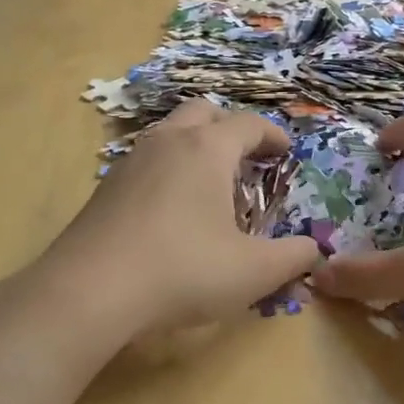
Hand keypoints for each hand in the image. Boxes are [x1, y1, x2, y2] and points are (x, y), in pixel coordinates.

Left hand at [37, 100, 320, 336]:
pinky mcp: (105, 188)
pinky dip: (168, 170)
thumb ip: (294, 257)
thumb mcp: (254, 272)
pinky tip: (171, 211)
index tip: (286, 153)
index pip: (248, 124)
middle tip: (246, 160)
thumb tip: (314, 251)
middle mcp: (168, 142)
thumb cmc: (183, 270)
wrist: (88, 292)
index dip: (273, 136)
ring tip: (210, 185)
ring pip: (169, 133)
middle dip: (230, 129)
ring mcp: (131, 162)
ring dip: (195, 146)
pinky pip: (146, 161)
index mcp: (208, 149)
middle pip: (204, 112)